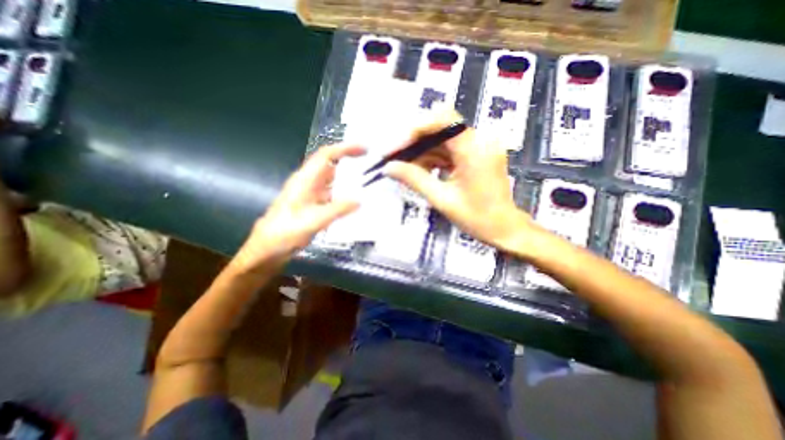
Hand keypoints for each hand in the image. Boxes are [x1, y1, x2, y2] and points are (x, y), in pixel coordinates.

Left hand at [233, 143, 367, 271]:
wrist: (268, 248)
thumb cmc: (285, 233)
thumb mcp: (313, 221)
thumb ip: (336, 210)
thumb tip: (360, 201)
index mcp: (305, 180)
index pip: (326, 155)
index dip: (345, 148)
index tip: (365, 149)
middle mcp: (308, 182)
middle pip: (331, 164)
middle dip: (351, 160)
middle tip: (372, 164)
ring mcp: (311, 193)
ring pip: (333, 179)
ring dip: (349, 177)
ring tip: (369, 180)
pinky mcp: (313, 204)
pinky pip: (333, 193)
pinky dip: (345, 192)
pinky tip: (356, 199)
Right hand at [386, 112, 540, 252]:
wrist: (504, 228)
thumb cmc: (477, 218)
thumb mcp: (442, 199)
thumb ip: (414, 179)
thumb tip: (389, 167)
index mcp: (475, 149)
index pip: (443, 119)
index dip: (416, 129)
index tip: (397, 147)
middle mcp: (480, 140)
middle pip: (440, 127)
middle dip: (415, 142)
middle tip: (395, 158)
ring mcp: (480, 147)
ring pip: (443, 139)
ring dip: (422, 151)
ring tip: (405, 168)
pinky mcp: (477, 154)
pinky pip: (450, 149)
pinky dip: (433, 158)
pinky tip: (421, 171)